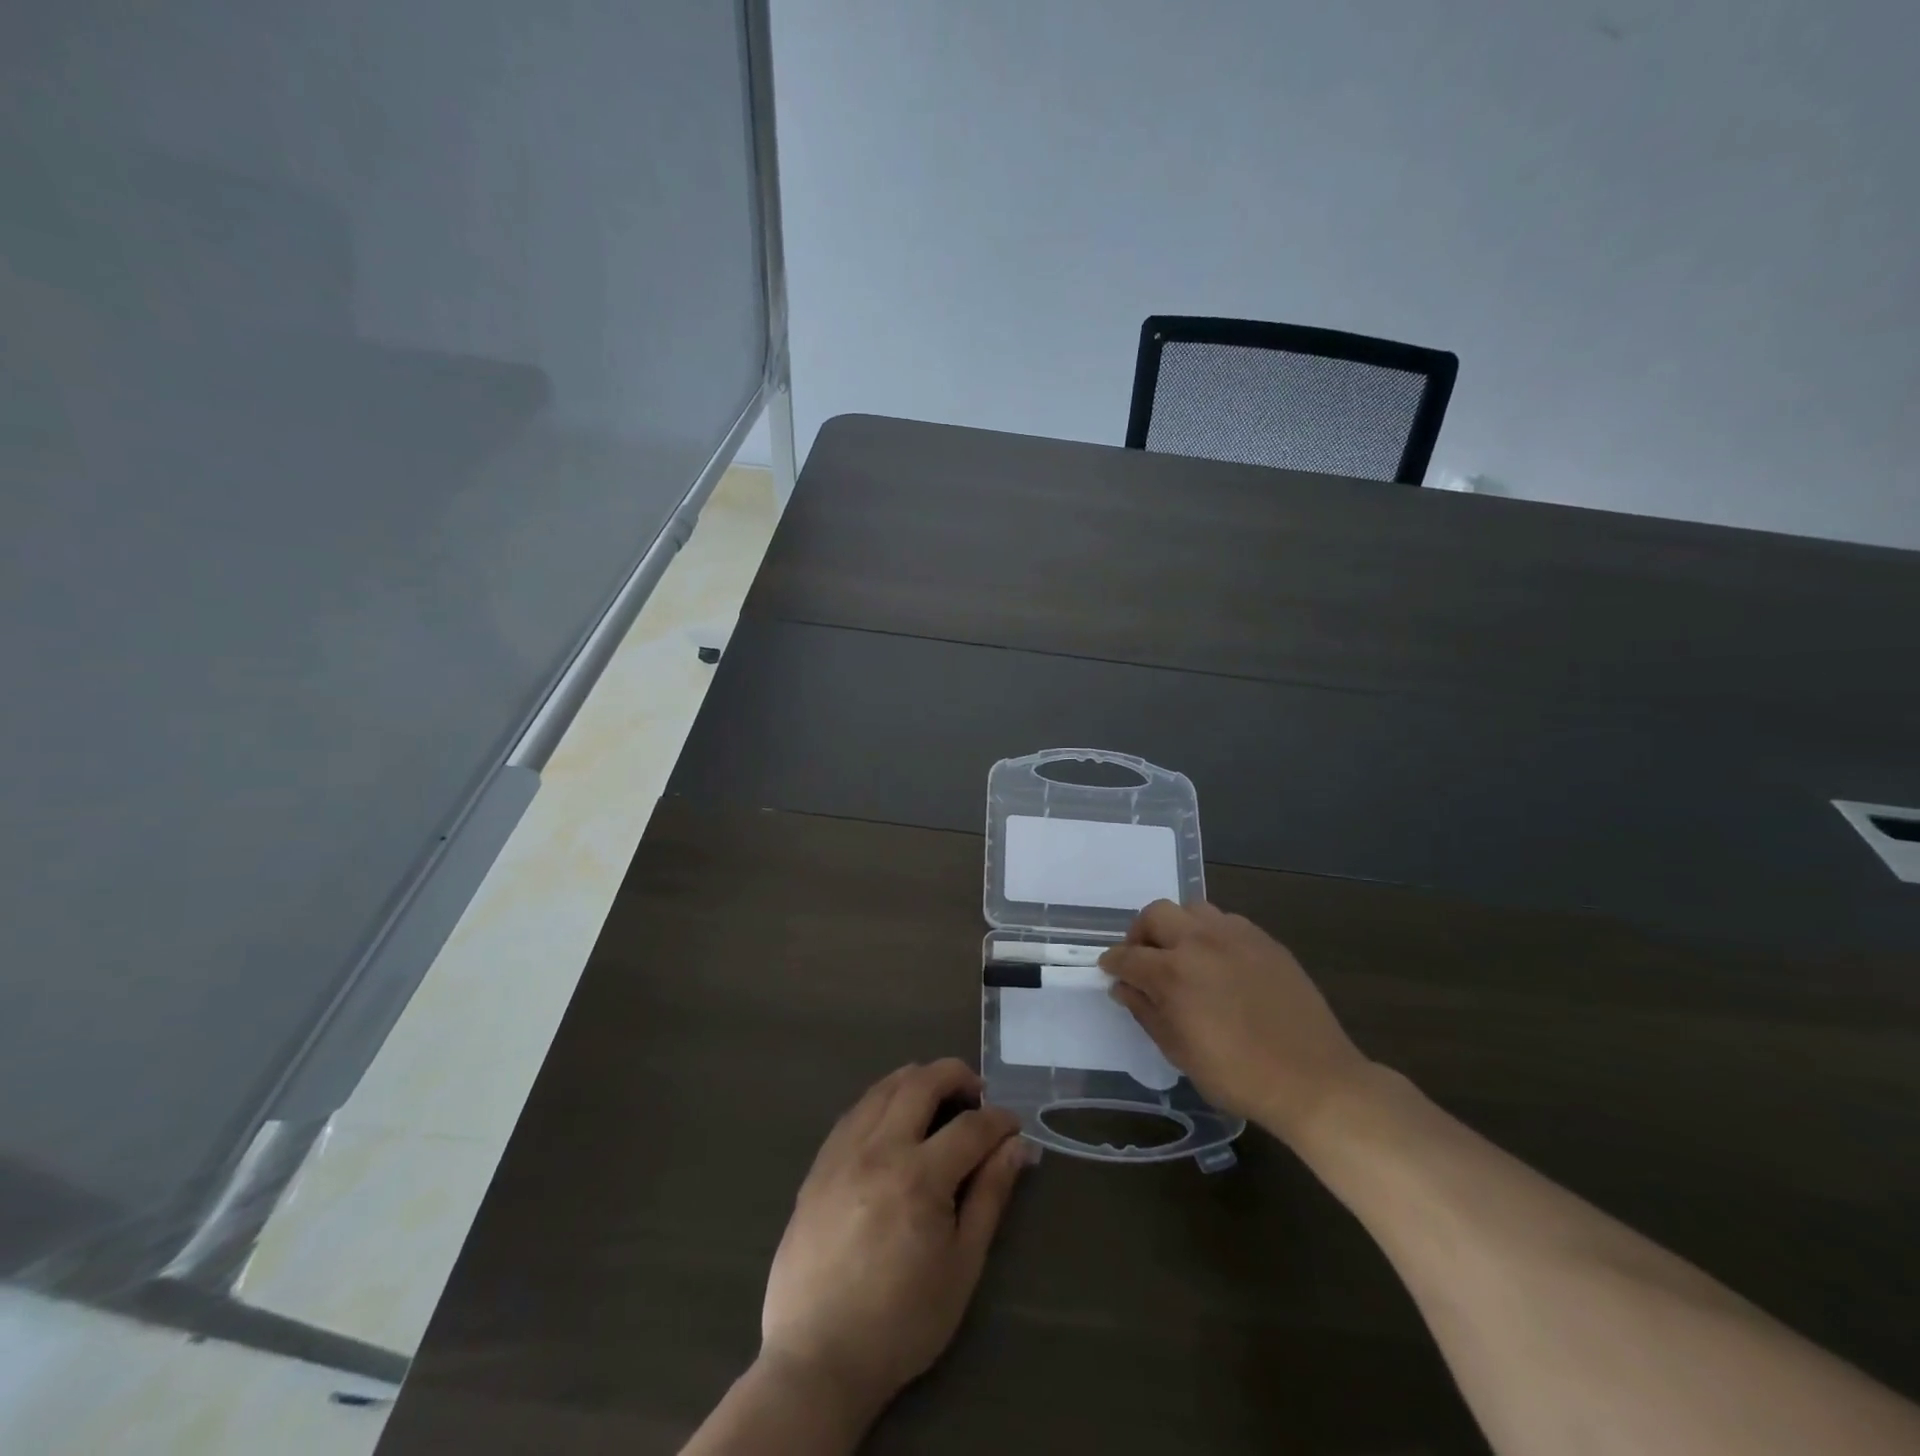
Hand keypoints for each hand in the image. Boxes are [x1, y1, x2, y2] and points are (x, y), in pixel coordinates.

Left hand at [758, 1059, 1027, 1422]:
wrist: (817, 1357)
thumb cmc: (901, 1321)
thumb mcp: (961, 1266)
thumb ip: (990, 1196)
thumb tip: (1016, 1147)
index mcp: (918, 1177)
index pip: (970, 1127)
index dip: (999, 1121)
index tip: (1013, 1128)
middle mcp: (879, 1149)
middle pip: (922, 1082)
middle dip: (957, 1076)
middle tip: (976, 1094)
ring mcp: (843, 1151)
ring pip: (884, 1087)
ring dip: (918, 1079)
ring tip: (939, 1097)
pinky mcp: (820, 1163)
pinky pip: (856, 1110)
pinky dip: (883, 1098)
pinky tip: (894, 1118)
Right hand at [1100, 900, 1371, 1143]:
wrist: (1313, 1080)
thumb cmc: (1237, 1075)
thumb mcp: (1179, 1051)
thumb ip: (1146, 1011)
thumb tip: (1124, 987)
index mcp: (1174, 973)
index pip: (1128, 956)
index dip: (1113, 963)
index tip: (1110, 970)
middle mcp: (1200, 942)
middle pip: (1156, 914)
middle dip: (1140, 933)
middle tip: (1143, 959)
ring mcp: (1236, 936)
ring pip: (1192, 909)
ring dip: (1177, 927)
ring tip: (1182, 954)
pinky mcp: (1265, 940)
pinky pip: (1226, 921)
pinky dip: (1211, 933)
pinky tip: (1219, 961)